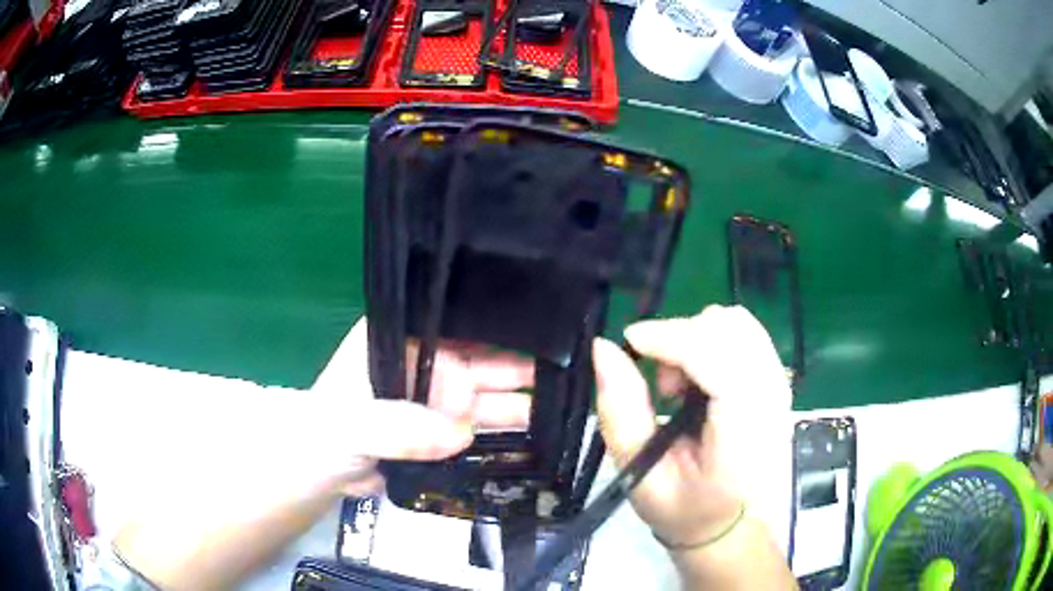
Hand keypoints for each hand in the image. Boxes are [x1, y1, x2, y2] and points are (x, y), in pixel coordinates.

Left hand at [307, 318, 532, 494]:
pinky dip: (497, 428)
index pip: (446, 329)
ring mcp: (430, 396)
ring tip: (552, 404)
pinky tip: (529, 431)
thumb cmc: (326, 433)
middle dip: (510, 367)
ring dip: (511, 400)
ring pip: (477, 393)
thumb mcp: (353, 424)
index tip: (529, 340)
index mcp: (394, 340)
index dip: (486, 336)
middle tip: (557, 371)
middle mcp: (418, 361)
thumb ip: (397, 426)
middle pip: (470, 360)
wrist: (321, 471)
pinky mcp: (437, 428)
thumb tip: (458, 433)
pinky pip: (472, 425)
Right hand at [593, 305, 791, 548]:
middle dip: (683, 337)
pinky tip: (698, 380)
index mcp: (744, 432)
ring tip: (679, 386)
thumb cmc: (686, 510)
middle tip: (660, 384)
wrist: (732, 527)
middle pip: (731, 327)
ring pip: (739, 323)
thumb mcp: (641, 475)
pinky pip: (746, 335)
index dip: (672, 337)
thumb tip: (604, 349)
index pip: (718, 358)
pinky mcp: (777, 381)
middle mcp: (772, 399)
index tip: (630, 343)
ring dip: (697, 338)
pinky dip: (711, 342)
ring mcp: (780, 386)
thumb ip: (621, 412)